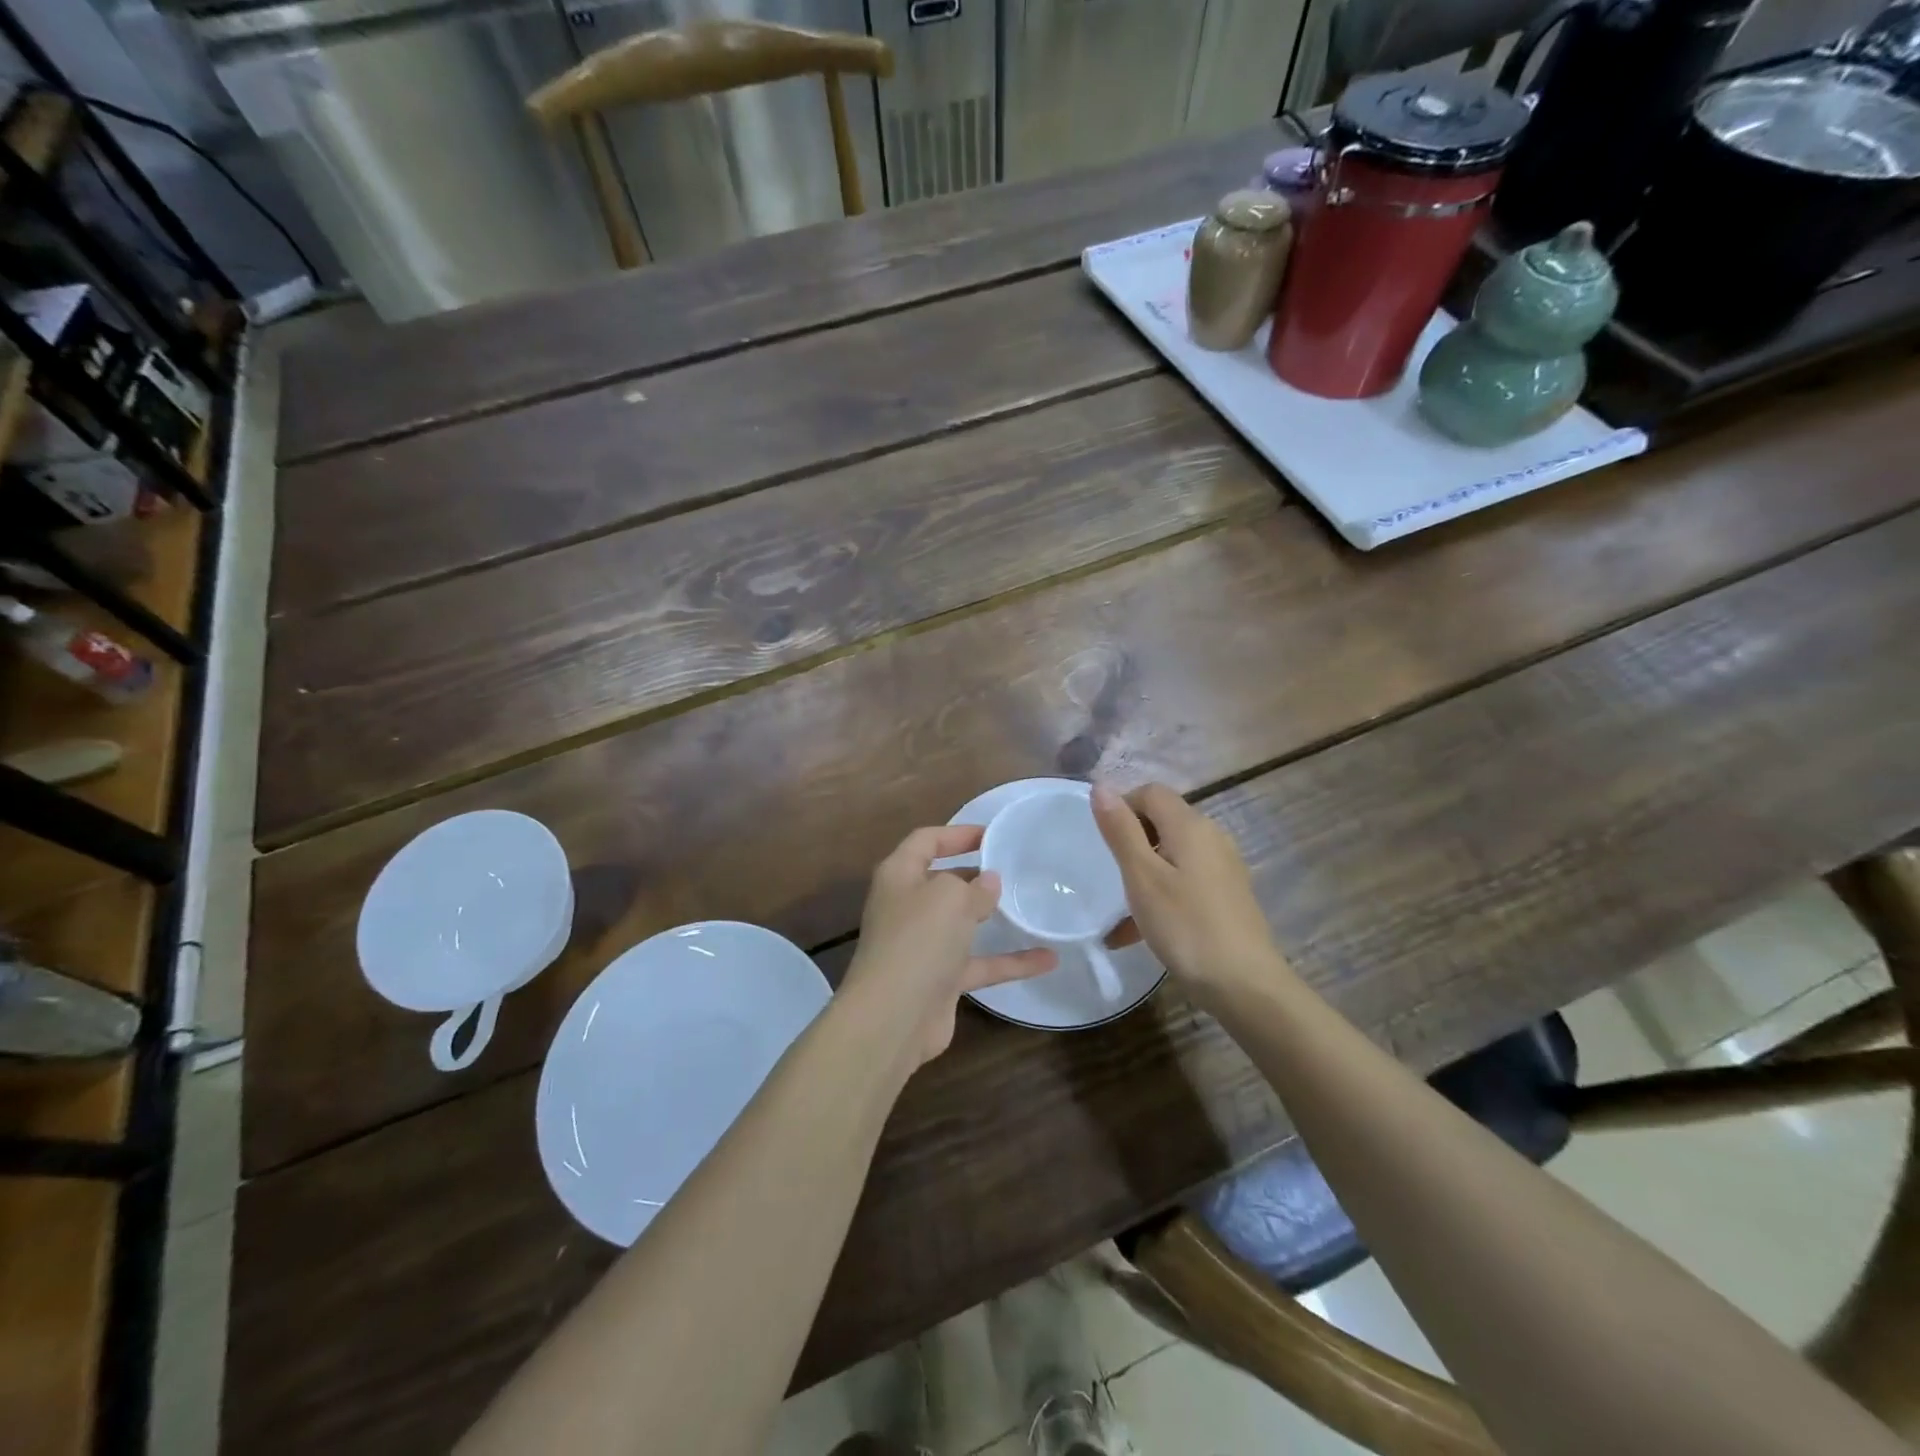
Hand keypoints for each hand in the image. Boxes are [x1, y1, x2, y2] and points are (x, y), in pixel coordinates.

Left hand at [841, 825, 1056, 1065]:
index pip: (926, 840)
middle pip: (943, 881)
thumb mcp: (950, 897)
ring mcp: (923, 945)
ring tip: (1031, 905)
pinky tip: (1048, 959)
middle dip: (975, 875)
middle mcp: (907, 906)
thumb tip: (988, 883)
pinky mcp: (940, 980)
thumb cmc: (919, 939)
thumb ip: (974, 886)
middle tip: (1014, 868)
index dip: (957, 833)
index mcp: (899, 875)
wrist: (894, 1017)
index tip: (993, 835)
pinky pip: (980, 963)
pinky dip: (1010, 961)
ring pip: (962, 923)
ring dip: (993, 917)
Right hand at [1092, 782, 1289, 1003]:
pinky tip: (1142, 932)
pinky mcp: (1227, 895)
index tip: (1103, 841)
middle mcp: (1212, 838)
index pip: (1151, 792)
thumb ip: (1121, 830)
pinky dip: (1162, 894)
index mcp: (1191, 826)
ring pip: (1173, 855)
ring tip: (1120, 912)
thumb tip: (1101, 786)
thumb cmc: (1186, 926)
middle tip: (1110, 875)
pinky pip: (1186, 881)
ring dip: (1144, 873)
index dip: (1123, 806)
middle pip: (1163, 821)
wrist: (1244, 985)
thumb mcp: (1142, 877)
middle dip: (1132, 841)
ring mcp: (1223, 868)